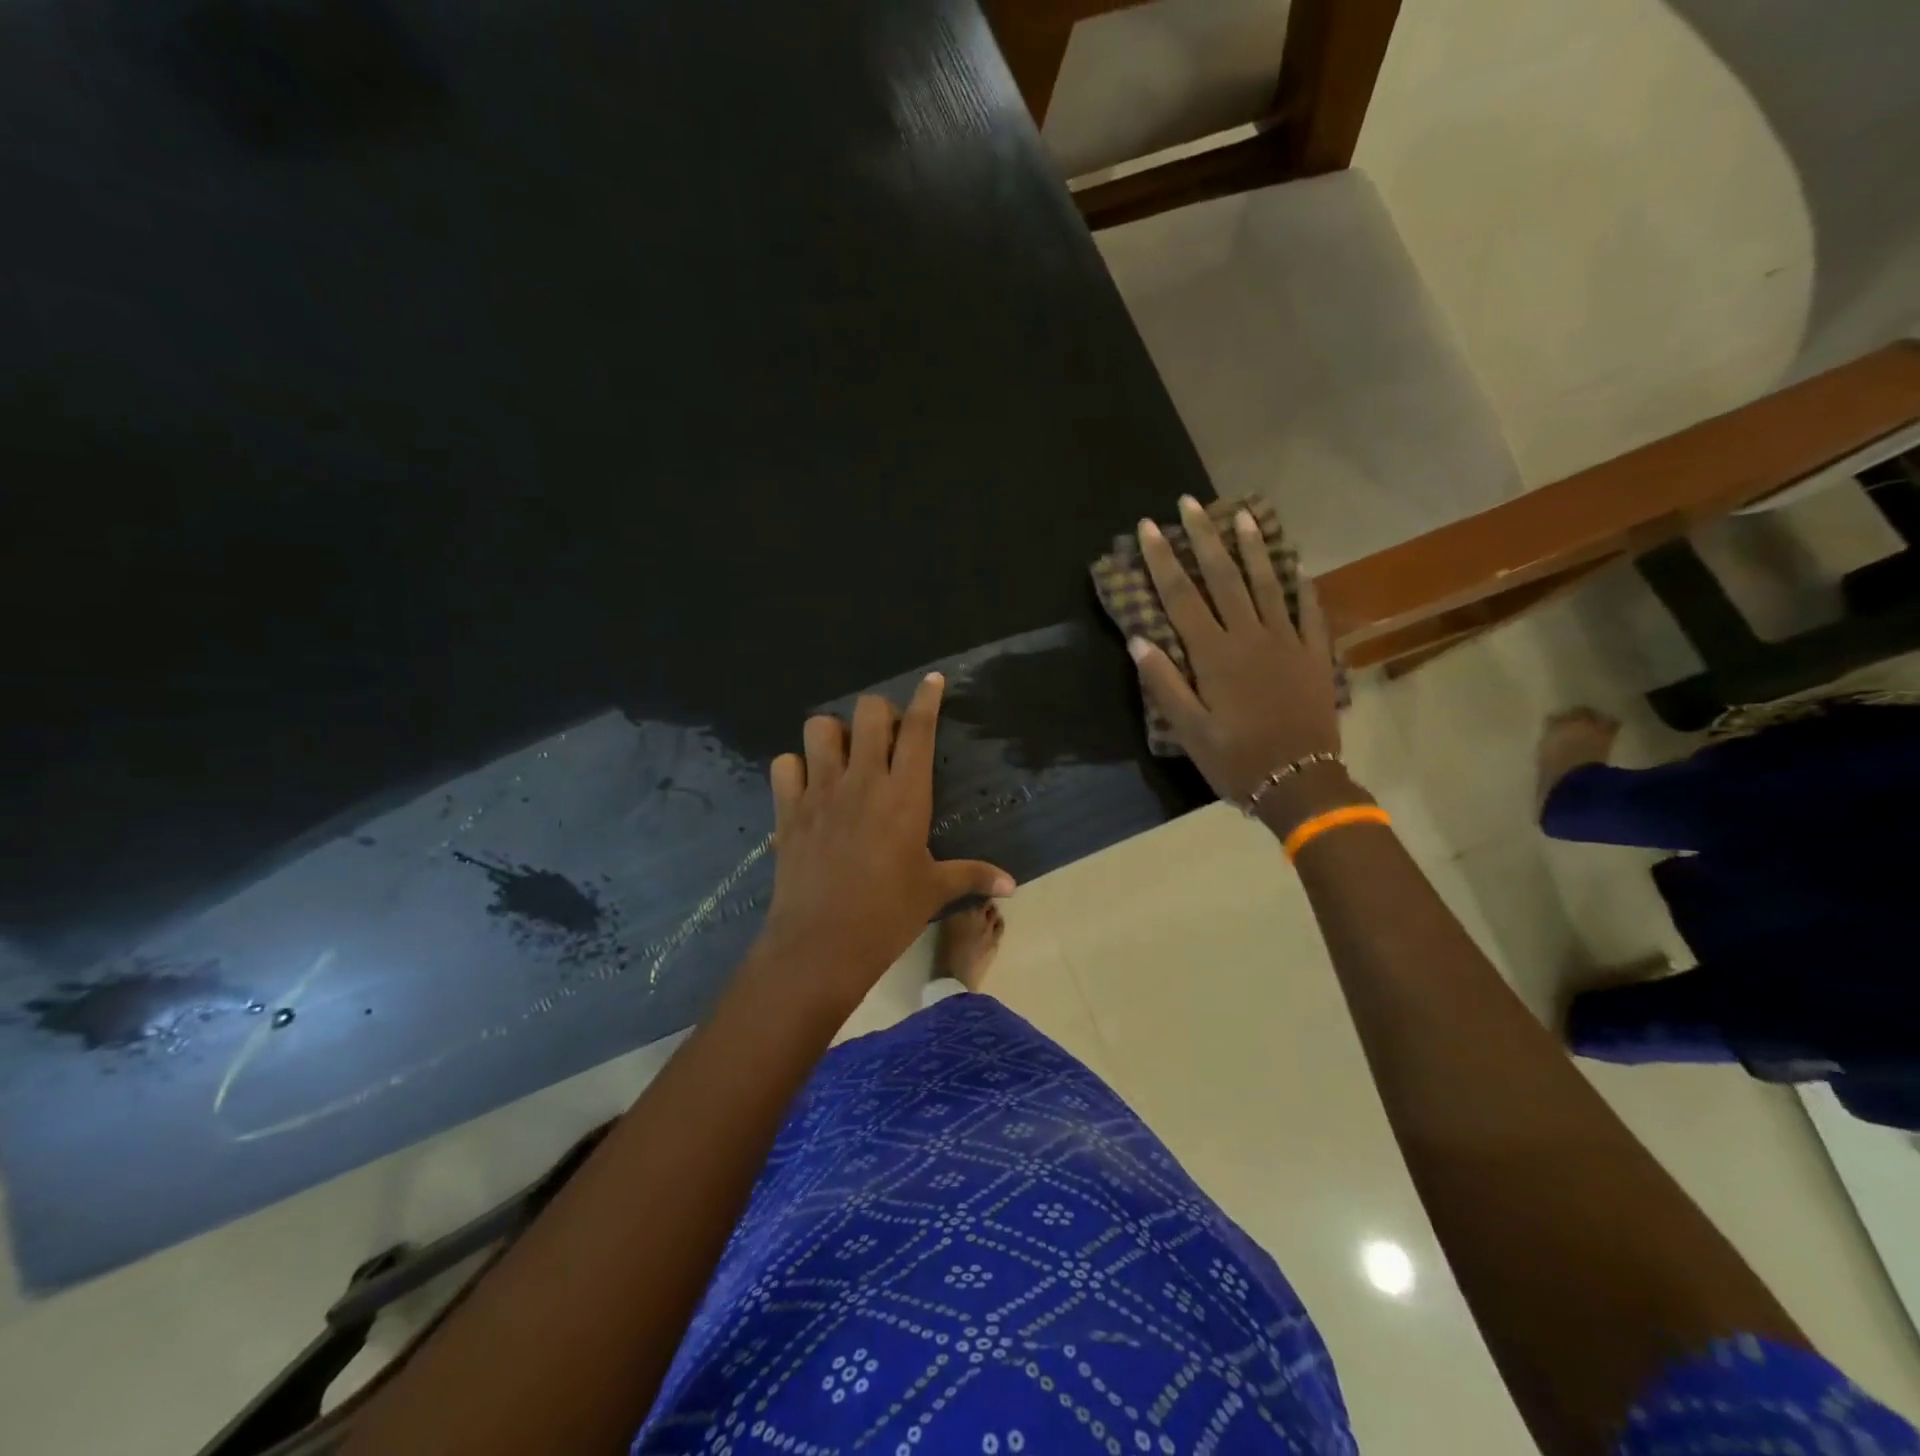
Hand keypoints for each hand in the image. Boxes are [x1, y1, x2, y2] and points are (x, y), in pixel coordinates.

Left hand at [757, 673, 1014, 1003]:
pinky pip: (784, 765)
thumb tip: (1013, 885)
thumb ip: (974, 876)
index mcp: (905, 795)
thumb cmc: (887, 916)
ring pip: (819, 728)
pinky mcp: (788, 810)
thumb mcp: (933, 891)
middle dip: (880, 713)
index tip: (932, 680)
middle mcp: (862, 781)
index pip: (918, 729)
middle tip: (886, 737)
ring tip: (843, 757)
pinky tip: (808, 786)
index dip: (926, 698)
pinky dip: (795, 767)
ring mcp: (820, 792)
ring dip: (834, 734)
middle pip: (867, 712)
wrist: (821, 946)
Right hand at [1130, 496, 1354, 832]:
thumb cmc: (1235, 759)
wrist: (1299, 781)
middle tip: (1190, 503)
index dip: (1163, 559)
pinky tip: (1296, 565)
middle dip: (1204, 538)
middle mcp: (1250, 637)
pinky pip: (1309, 611)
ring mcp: (1287, 642)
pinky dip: (1301, 586)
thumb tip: (1138, 640)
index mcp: (1214, 655)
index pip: (1182, 596)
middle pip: (1224, 577)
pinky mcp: (1314, 655)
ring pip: (1267, 583)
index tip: (1149, 526)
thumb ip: (1164, 683)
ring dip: (1252, 547)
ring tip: (1241, 514)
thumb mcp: (1188, 730)